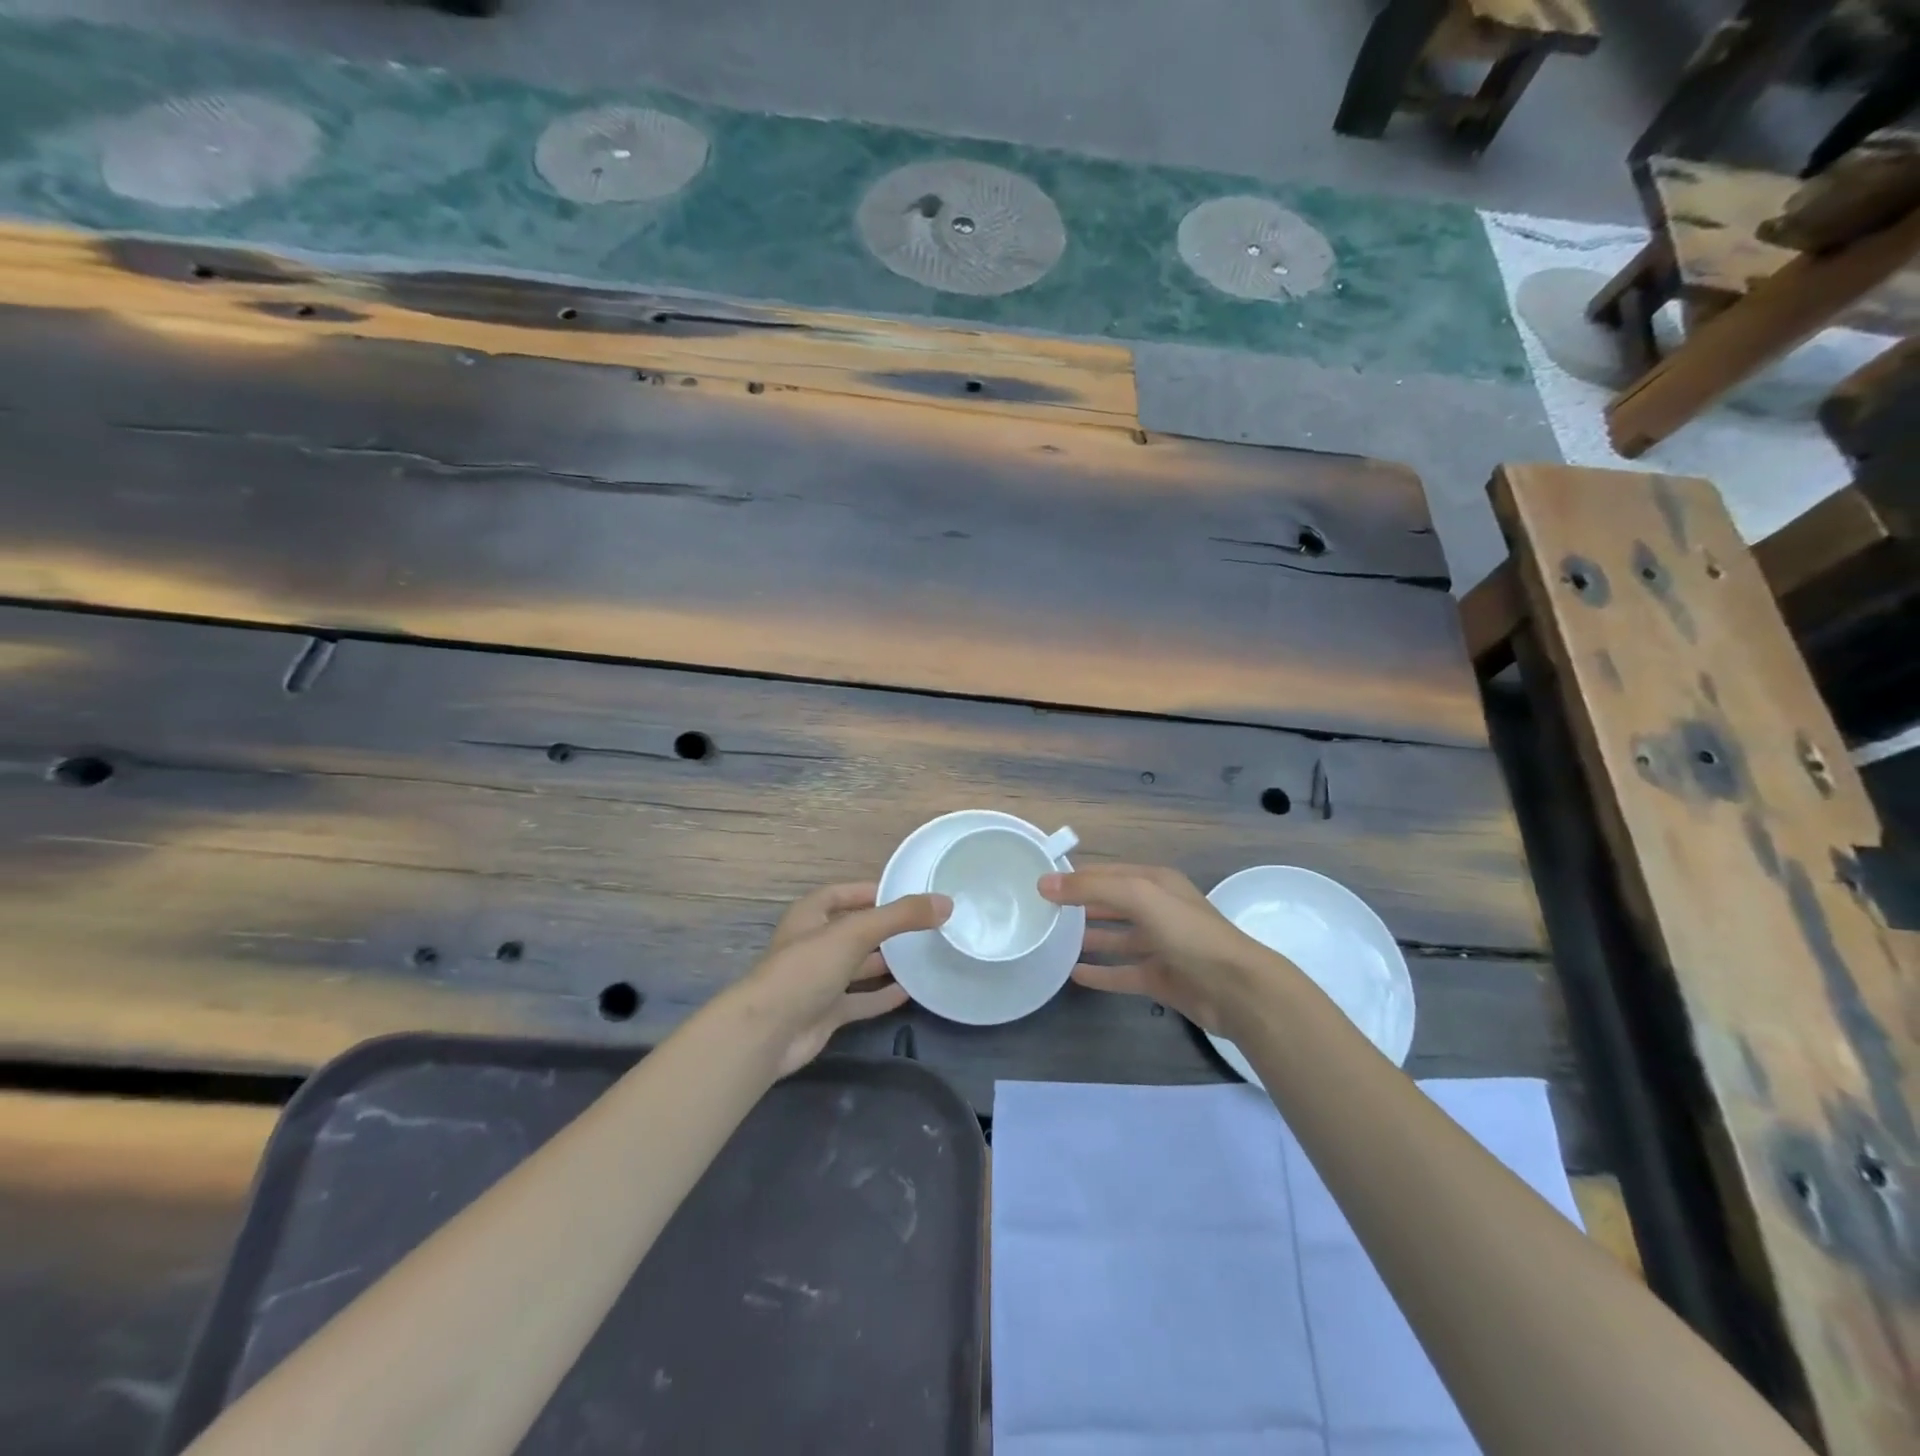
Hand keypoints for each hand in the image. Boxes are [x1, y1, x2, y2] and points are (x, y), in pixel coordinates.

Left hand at [732, 883, 950, 1076]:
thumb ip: (900, 916)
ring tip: (923, 956)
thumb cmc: (806, 969)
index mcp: (810, 915)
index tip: (907, 893)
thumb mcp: (855, 932)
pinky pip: (860, 1000)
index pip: (843, 894)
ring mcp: (819, 980)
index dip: (871, 891)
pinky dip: (882, 996)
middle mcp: (814, 944)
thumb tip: (945, 902)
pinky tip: (911, 992)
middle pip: (854, 930)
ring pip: (858, 965)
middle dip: (885, 928)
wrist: (768, 1033)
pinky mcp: (826, 1012)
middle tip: (924, 926)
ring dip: (886, 962)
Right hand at [1040, 864, 1281, 1031]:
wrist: (1237, 990)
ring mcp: (1161, 946)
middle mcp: (1158, 910)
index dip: (1076, 877)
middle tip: (1042, 913)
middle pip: (1111, 904)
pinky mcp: (1161, 978)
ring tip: (1053, 942)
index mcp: (1156, 883)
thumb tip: (1044, 883)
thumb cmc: (1188, 933)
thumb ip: (1091, 888)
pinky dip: (1101, 972)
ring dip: (1089, 938)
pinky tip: (1075, 975)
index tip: (1040, 884)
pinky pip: (1124, 972)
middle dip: (1080, 906)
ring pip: (1117, 938)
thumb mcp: (1139, 897)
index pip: (1107, 873)